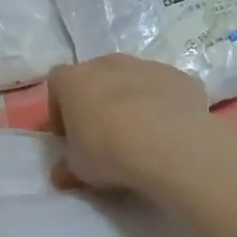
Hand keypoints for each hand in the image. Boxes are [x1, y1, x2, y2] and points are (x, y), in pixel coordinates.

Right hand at [48, 55, 214, 194]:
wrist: (171, 145)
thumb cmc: (109, 152)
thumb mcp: (78, 168)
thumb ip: (68, 165)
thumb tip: (62, 172)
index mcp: (75, 79)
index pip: (57, 84)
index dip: (59, 110)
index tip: (68, 136)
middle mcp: (109, 64)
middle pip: (96, 77)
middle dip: (96, 102)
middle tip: (102, 135)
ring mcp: (147, 66)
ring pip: (132, 80)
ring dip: (130, 101)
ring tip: (139, 135)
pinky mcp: (180, 77)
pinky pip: (163, 90)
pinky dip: (161, 106)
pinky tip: (167, 132)